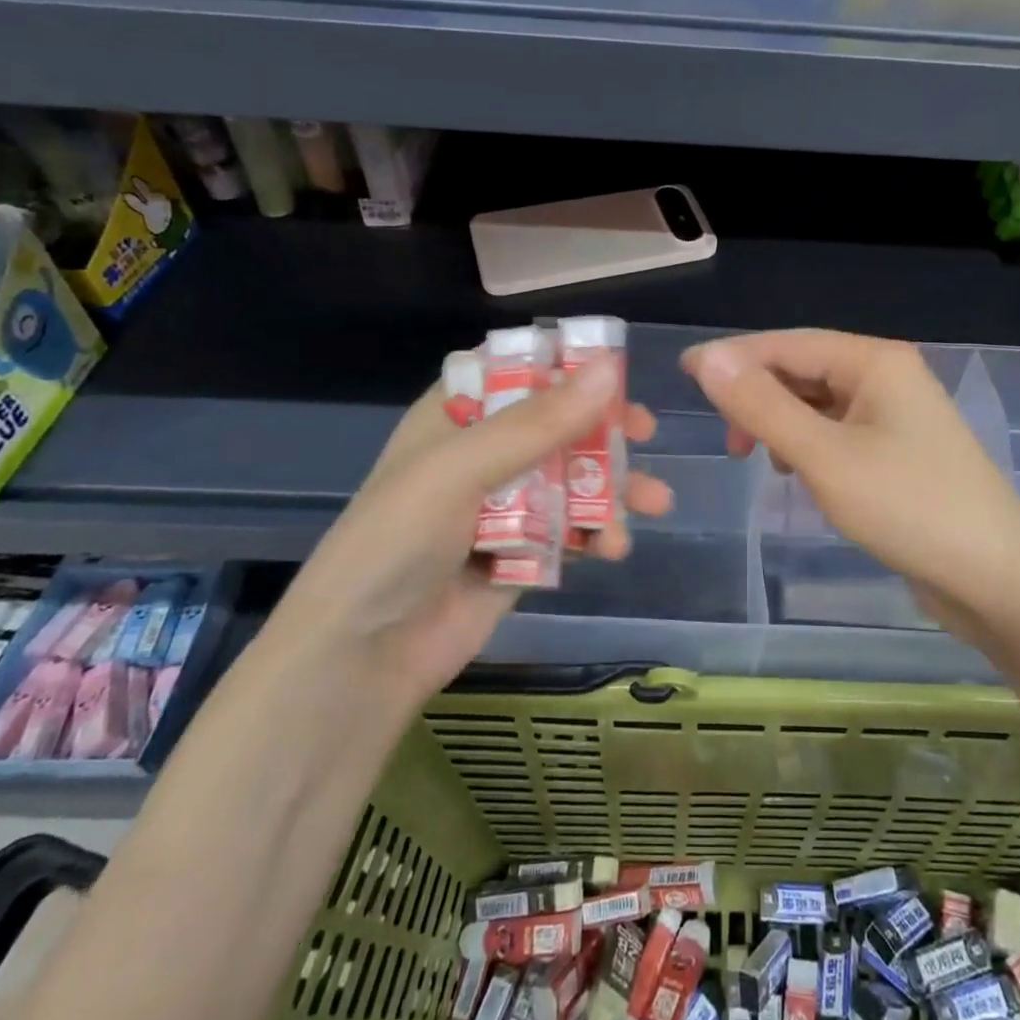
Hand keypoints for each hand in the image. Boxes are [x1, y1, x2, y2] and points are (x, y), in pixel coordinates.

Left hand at [281, 356, 672, 698]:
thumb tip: (608, 369)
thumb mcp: (463, 469)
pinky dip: (598, 533)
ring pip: (572, 479)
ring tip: (655, 502)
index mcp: (456, 417)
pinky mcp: (522, 552)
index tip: (612, 366)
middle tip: (645, 432)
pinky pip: (571, 529)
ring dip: (614, 488)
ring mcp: (504, 506)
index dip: (562, 364)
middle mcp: (482, 454)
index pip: (514, 369)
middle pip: (555, 424)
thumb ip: (538, 422)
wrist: (364, 656)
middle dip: (603, 429)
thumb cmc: (399, 539)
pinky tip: (614, 548)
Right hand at [682, 331, 1019, 633]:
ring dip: (781, 422)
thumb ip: (763, 405)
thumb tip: (708, 358)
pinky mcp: (898, 449)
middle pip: (803, 370)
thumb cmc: (908, 508)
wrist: (996, 579)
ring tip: (760, 460)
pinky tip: (798, 472)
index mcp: (874, 361)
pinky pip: (837, 431)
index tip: (684, 373)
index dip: (733, 357)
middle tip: (730, 442)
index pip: (788, 343)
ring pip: (818, 403)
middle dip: (759, 397)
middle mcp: (886, 376)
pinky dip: (808, 444)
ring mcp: (896, 414)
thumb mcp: (824, 456)